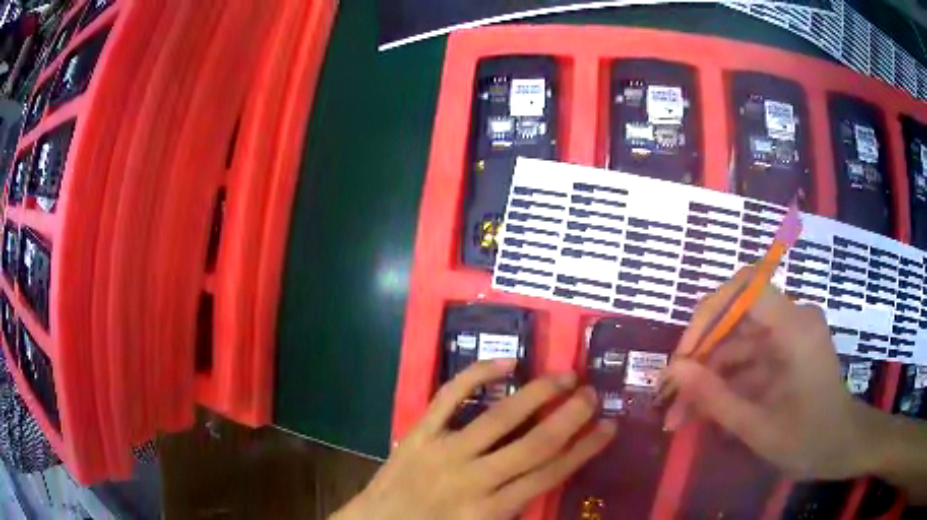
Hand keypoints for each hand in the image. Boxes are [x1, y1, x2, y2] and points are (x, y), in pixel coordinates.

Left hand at [332, 359, 615, 519]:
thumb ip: (516, 509)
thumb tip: (548, 478)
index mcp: (491, 510)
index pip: (551, 475)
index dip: (585, 450)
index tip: (609, 427)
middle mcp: (474, 478)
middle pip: (535, 444)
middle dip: (571, 417)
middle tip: (593, 394)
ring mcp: (444, 450)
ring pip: (501, 417)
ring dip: (538, 394)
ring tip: (566, 375)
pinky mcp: (419, 433)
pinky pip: (449, 397)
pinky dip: (477, 375)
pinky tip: (507, 363)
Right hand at [661, 268, 875, 479]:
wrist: (842, 447)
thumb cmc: (809, 440)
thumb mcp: (759, 428)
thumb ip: (716, 398)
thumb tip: (674, 370)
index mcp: (796, 328)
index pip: (747, 287)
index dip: (710, 312)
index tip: (685, 355)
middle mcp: (792, 320)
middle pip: (736, 318)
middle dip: (701, 356)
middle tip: (670, 395)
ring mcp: (789, 336)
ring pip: (737, 343)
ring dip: (708, 376)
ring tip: (679, 415)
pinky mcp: (785, 353)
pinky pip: (747, 360)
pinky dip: (724, 383)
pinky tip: (703, 413)